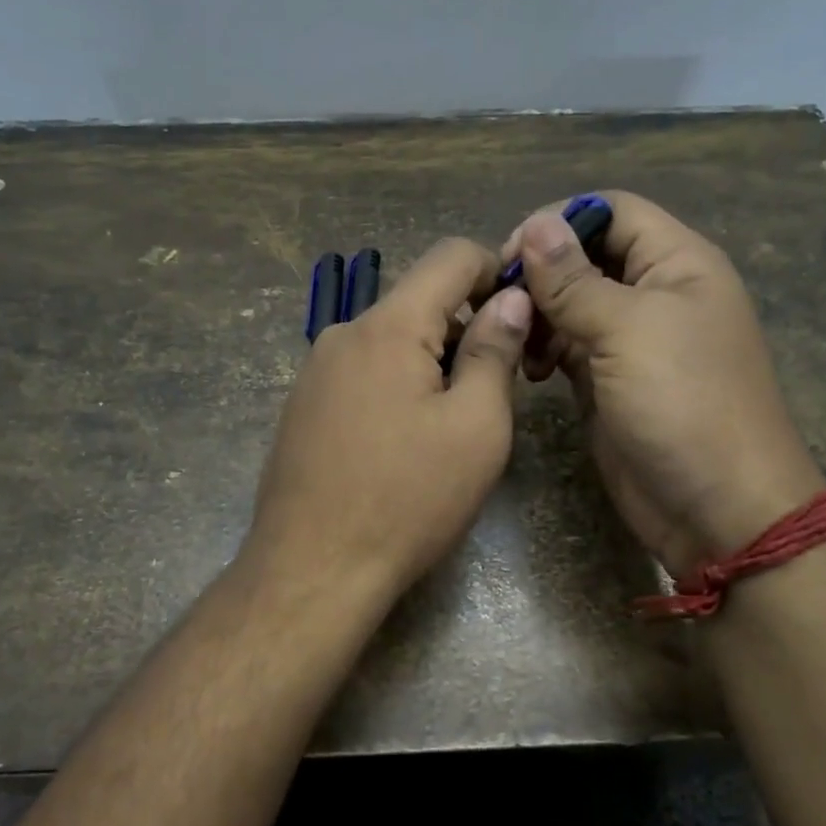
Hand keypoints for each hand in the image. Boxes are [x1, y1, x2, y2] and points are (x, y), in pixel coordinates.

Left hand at [246, 238, 532, 609]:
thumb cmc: (408, 499)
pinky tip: (405, 443)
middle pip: (419, 301)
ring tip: (454, 424)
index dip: (496, 271)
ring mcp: (315, 372)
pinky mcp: (302, 407)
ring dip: (432, 362)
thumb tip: (510, 299)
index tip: (523, 315)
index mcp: (388, 326)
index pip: (450, 256)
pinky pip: (362, 373)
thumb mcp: (476, 427)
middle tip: (500, 386)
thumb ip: (494, 351)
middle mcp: (343, 334)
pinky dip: (397, 386)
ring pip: (390, 340)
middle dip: (466, 327)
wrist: (312, 569)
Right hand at [508, 193, 825, 574]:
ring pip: (571, 303)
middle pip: (586, 256)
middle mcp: (654, 294)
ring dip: (538, 314)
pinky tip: (529, 369)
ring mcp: (630, 342)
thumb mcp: (628, 332)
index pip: (613, 212)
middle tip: (501, 299)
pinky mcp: (607, 382)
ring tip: (514, 340)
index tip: (513, 253)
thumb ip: (576, 281)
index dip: (562, 221)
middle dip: (542, 272)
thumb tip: (537, 225)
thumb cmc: (683, 406)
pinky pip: (567, 347)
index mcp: (677, 264)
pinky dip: (543, 350)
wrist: (717, 509)